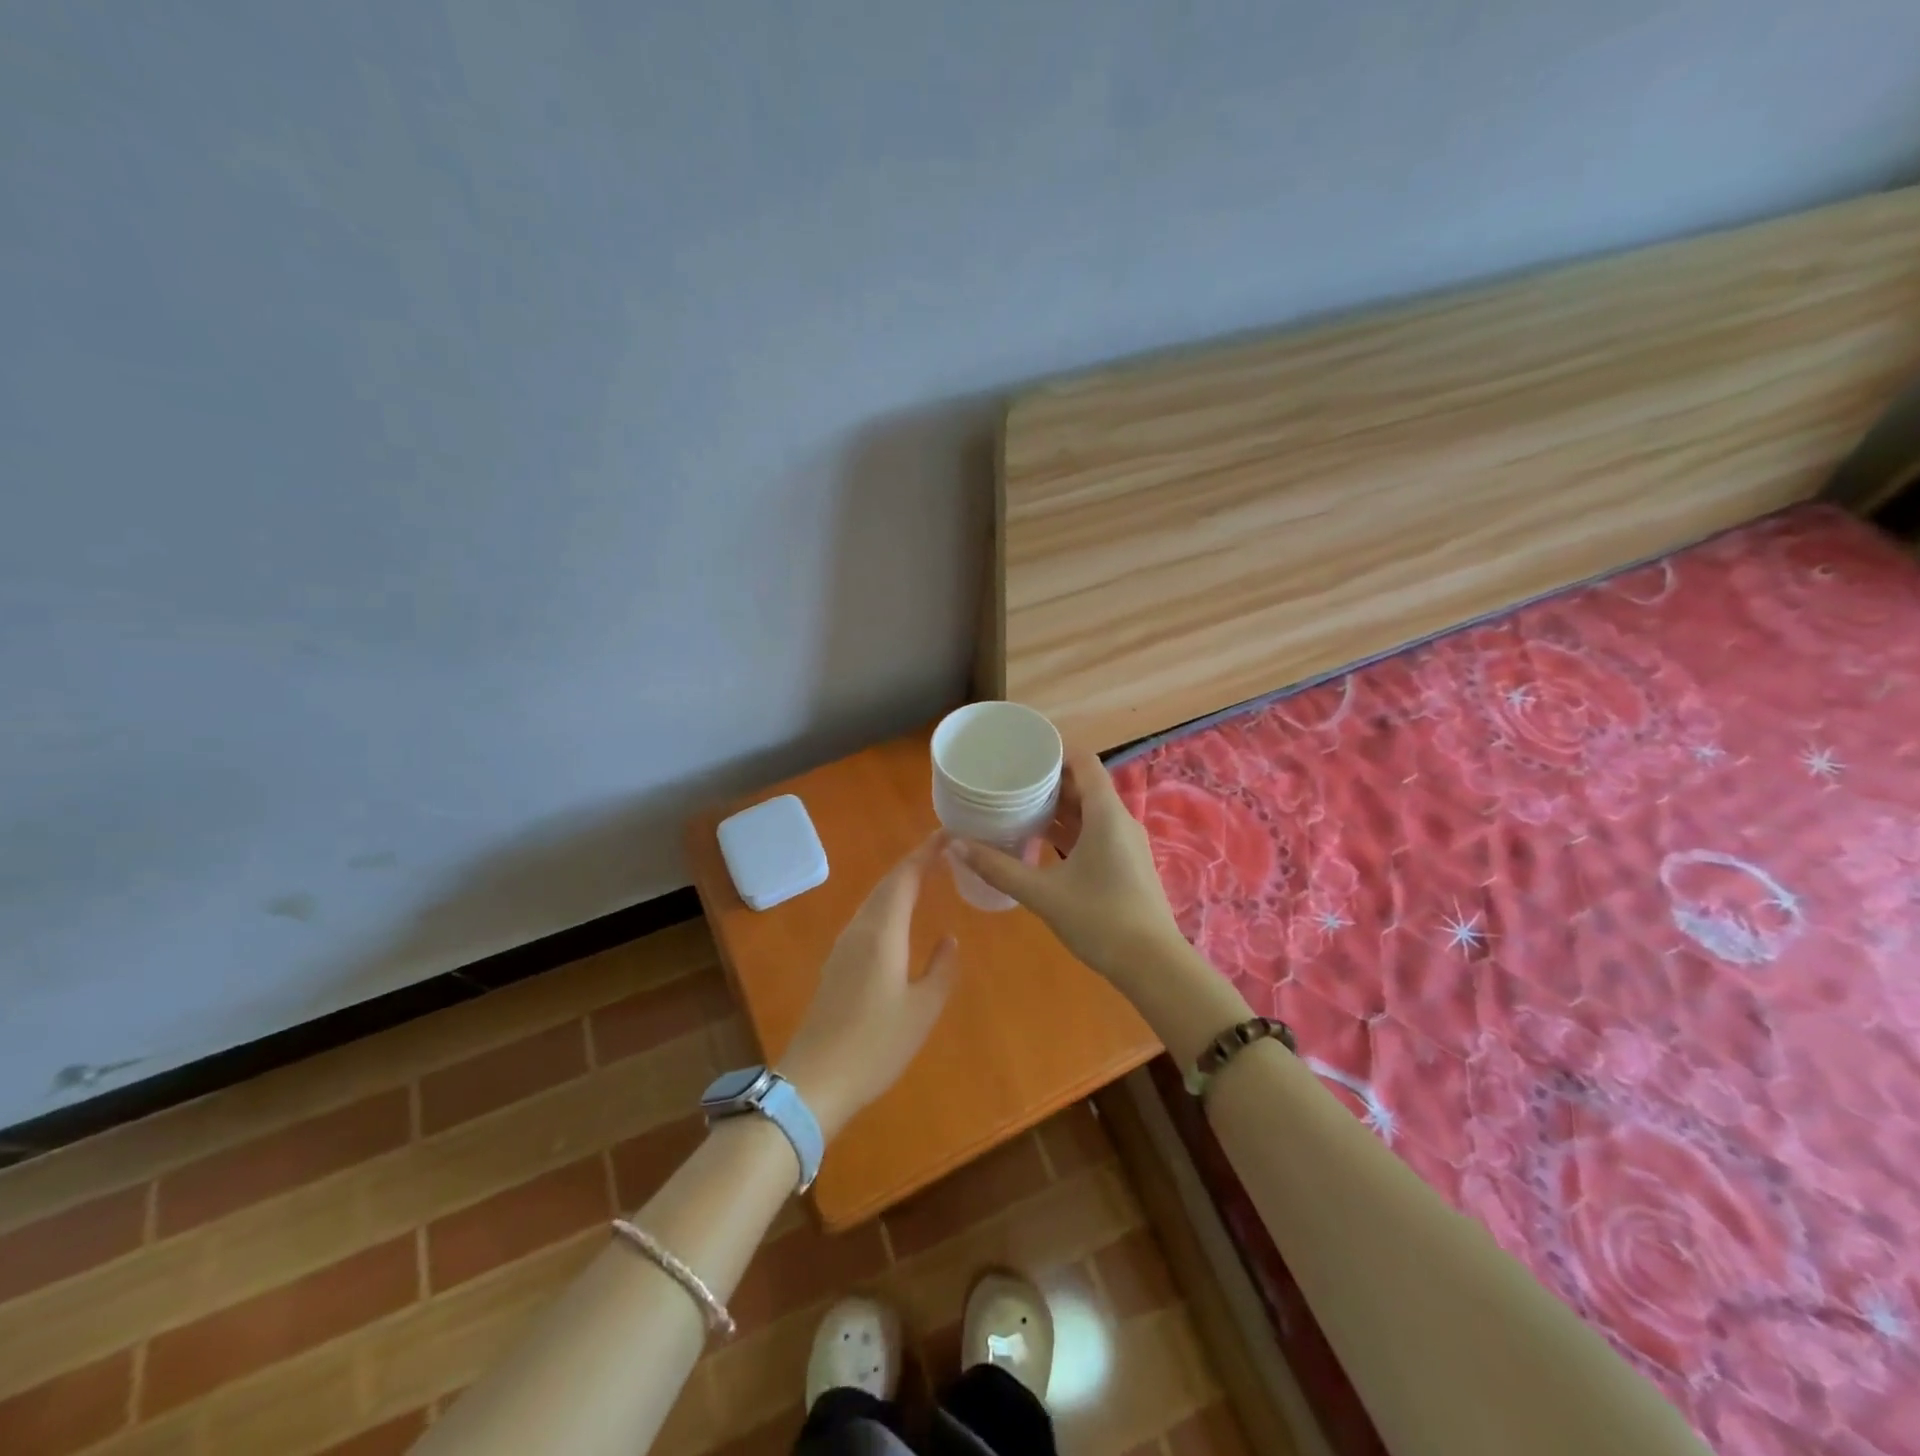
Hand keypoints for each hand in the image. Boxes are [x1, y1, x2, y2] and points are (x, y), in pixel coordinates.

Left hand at [777, 833, 958, 1139]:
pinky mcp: (837, 965)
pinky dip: (888, 905)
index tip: (948, 834)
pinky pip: (867, 919)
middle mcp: (859, 930)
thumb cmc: (875, 1045)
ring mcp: (843, 947)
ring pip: (874, 901)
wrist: (815, 1081)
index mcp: (882, 933)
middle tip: (943, 850)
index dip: (925, 853)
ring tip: (927, 876)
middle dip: (914, 863)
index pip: (904, 878)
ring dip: (899, 883)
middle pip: (886, 884)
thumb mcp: (922, 1011)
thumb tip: (949, 939)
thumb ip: (940, 970)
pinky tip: (899, 918)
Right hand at [953, 750, 1183, 988]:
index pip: (1084, 762)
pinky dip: (1069, 830)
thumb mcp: (1043, 894)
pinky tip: (1040, 842)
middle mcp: (1120, 820)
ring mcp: (1125, 843)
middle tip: (1009, 781)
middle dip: (1049, 780)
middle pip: (1084, 785)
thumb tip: (954, 846)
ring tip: (1018, 807)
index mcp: (1106, 814)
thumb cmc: (1100, 920)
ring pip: (1090, 811)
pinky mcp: (1125, 864)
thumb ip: (999, 868)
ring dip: (1058, 808)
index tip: (1022, 753)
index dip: (1055, 751)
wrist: (1153, 965)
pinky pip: (1095, 832)